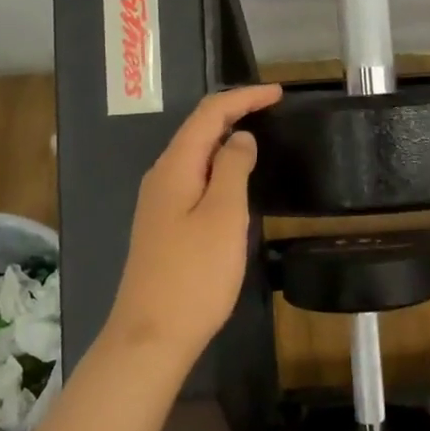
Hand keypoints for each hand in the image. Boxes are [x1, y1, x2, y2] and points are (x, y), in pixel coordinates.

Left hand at [105, 85, 281, 364]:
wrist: (151, 336)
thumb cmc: (194, 275)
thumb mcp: (223, 216)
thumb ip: (232, 169)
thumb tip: (240, 137)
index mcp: (174, 167)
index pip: (208, 114)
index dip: (243, 98)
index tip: (278, 94)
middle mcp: (161, 177)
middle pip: (197, 129)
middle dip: (234, 112)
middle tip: (272, 109)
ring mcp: (159, 202)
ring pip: (194, 154)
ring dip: (225, 138)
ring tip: (259, 135)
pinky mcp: (164, 225)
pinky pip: (193, 178)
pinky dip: (218, 166)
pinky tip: (235, 178)